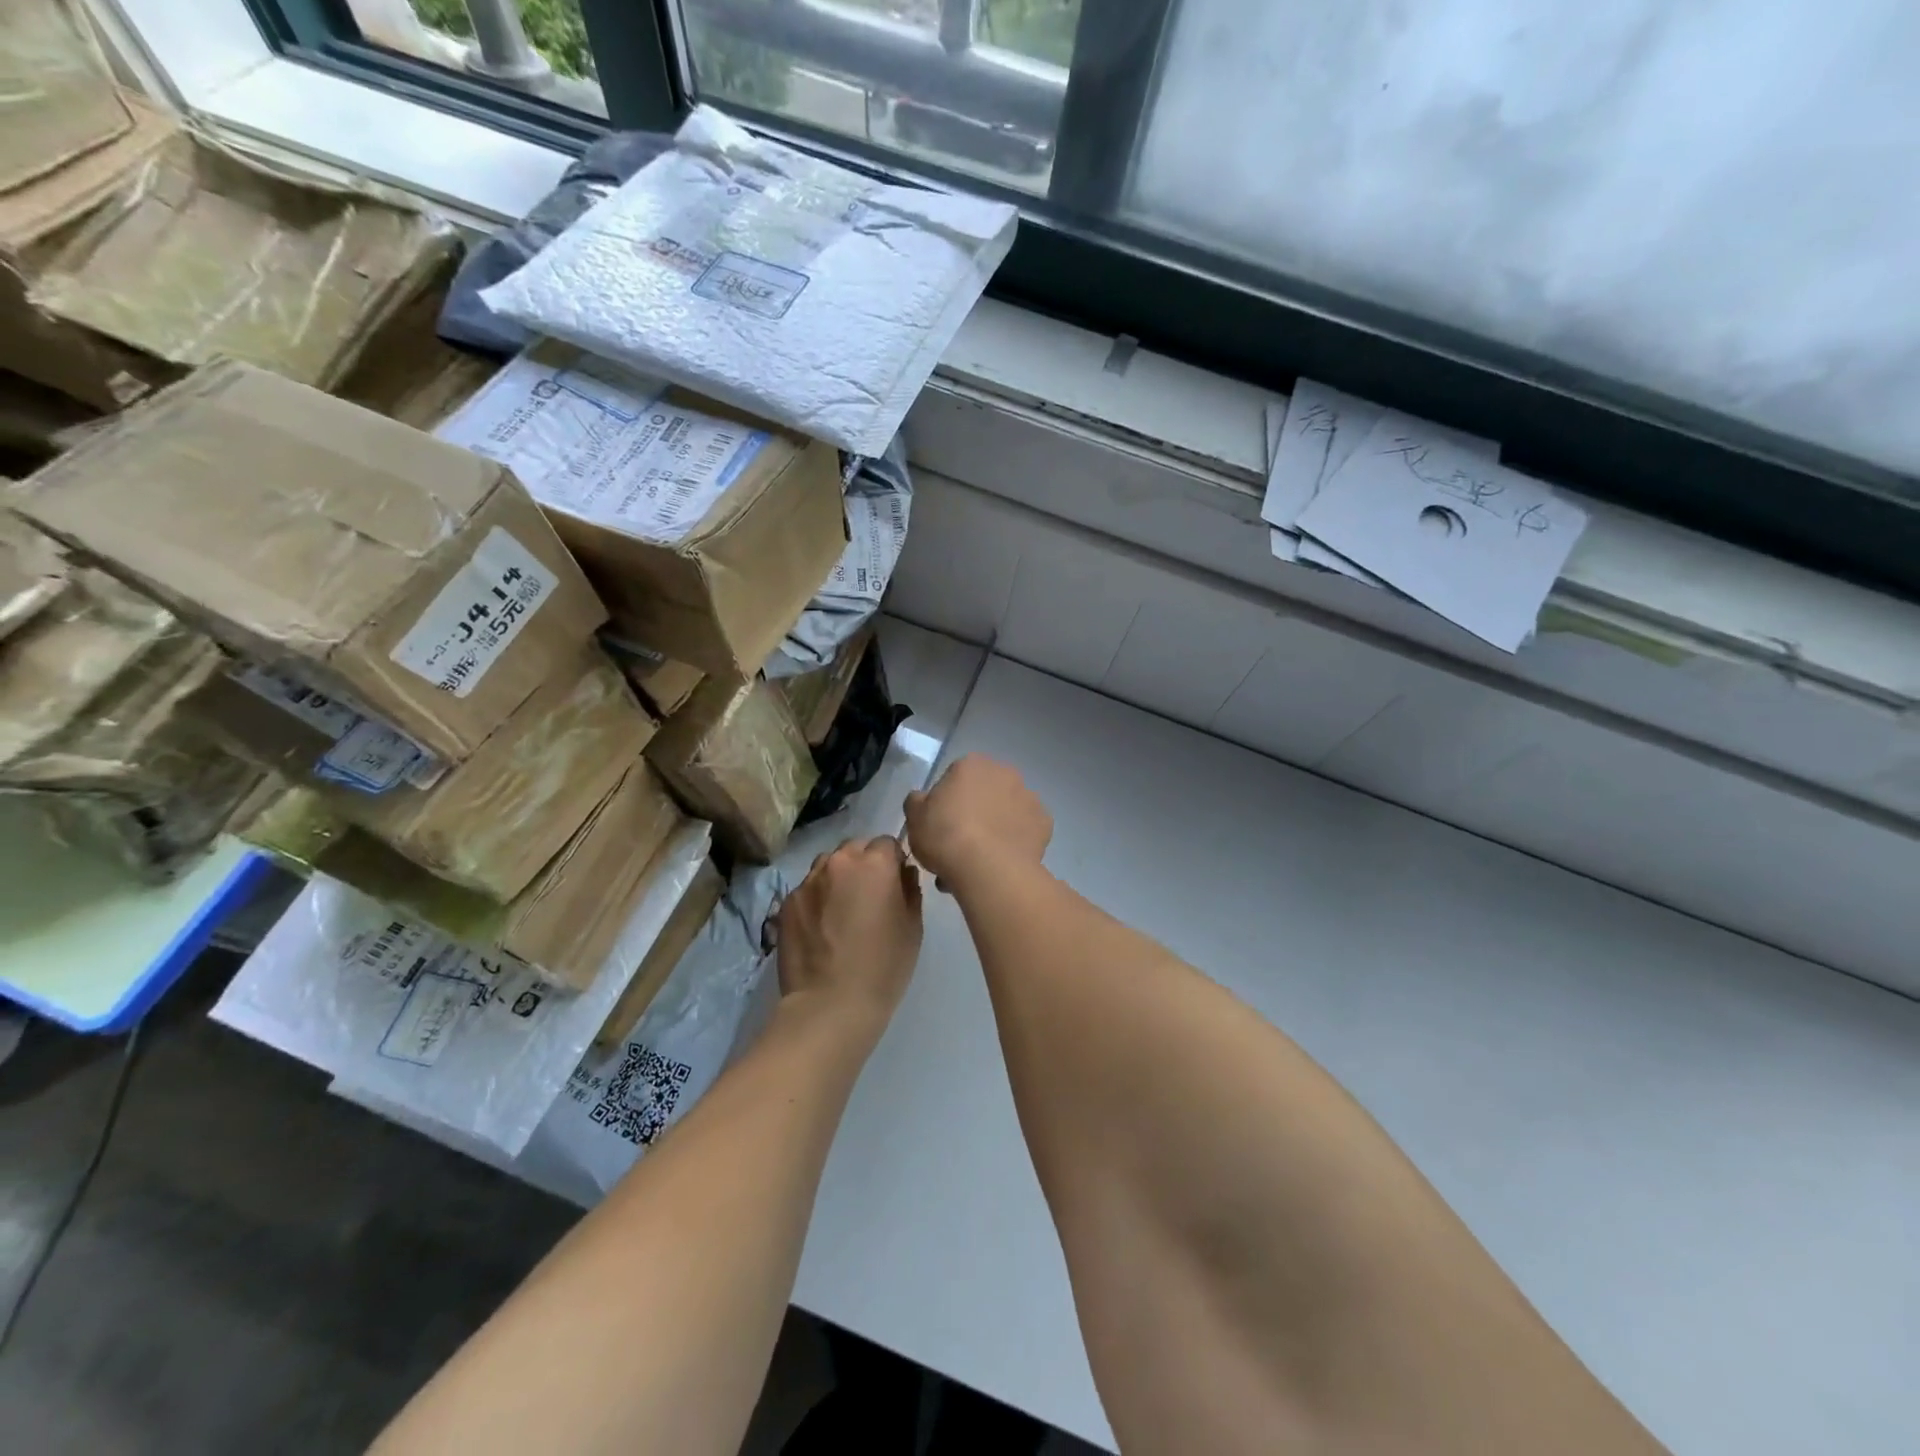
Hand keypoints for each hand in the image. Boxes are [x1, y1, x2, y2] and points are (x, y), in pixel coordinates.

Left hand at [777, 836, 922, 1027]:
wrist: (830, 1004)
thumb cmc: (883, 966)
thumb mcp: (912, 927)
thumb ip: (910, 889)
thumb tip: (903, 873)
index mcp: (874, 863)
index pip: (887, 843)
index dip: (893, 862)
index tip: (894, 885)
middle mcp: (838, 862)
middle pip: (855, 849)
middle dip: (864, 864)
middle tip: (869, 898)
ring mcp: (808, 881)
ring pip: (828, 866)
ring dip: (838, 878)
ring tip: (842, 911)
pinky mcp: (787, 903)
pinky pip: (808, 889)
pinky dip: (817, 899)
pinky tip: (822, 928)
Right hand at [903, 754, 1051, 894]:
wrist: (988, 868)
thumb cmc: (945, 835)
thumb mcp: (914, 817)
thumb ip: (917, 802)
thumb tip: (923, 799)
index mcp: (971, 764)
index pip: (954, 778)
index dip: (945, 804)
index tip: (940, 827)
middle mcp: (1004, 772)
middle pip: (984, 793)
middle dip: (974, 814)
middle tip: (959, 845)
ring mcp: (1028, 796)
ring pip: (1006, 811)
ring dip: (995, 827)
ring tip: (980, 861)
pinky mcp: (1045, 822)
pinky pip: (1025, 830)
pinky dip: (1016, 841)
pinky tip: (1002, 861)